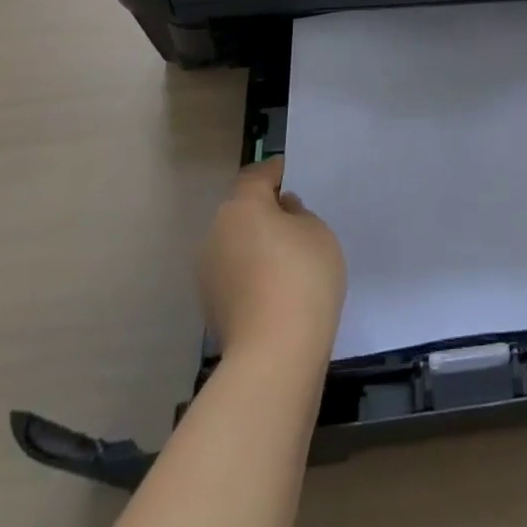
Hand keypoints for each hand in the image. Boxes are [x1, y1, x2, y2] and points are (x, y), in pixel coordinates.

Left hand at [196, 158, 345, 361]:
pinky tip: (276, 283)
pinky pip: (235, 271)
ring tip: (288, 253)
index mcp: (241, 206)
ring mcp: (208, 272)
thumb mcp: (317, 231)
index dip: (276, 172)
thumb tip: (282, 213)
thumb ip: (298, 214)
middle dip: (264, 209)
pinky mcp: (211, 305)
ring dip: (256, 241)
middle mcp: (215, 232)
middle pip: (241, 209)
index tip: (293, 176)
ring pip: (235, 242)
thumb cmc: (302, 276)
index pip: (257, 176)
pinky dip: (252, 270)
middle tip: (295, 216)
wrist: (274, 354)